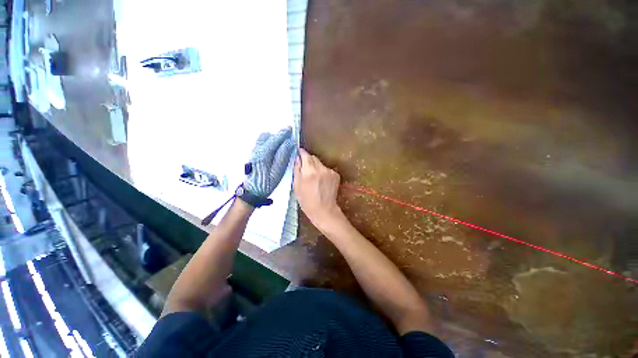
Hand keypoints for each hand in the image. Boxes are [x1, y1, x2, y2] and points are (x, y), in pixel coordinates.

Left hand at [244, 127, 294, 199]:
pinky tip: (274, 150)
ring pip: (263, 139)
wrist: (252, 191)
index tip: (290, 129)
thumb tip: (289, 142)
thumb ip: (283, 155)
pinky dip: (269, 143)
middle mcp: (257, 149)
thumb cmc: (267, 182)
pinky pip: (261, 144)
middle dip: (277, 136)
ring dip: (273, 139)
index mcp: (264, 152)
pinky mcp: (253, 155)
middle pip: (267, 136)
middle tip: (287, 140)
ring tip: (281, 145)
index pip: (275, 138)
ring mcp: (254, 151)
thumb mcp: (278, 170)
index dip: (283, 133)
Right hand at [294, 148, 342, 226]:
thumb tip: (297, 158)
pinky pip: (327, 169)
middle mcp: (321, 168)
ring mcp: (330, 171)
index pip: (305, 155)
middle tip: (305, 169)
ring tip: (314, 178)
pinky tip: (322, 182)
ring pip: (320, 164)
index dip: (301, 153)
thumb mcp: (296, 186)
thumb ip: (297, 170)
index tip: (299, 153)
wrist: (324, 210)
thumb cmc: (306, 200)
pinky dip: (323, 172)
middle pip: (313, 158)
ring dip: (316, 167)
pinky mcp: (336, 175)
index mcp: (309, 171)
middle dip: (308, 161)